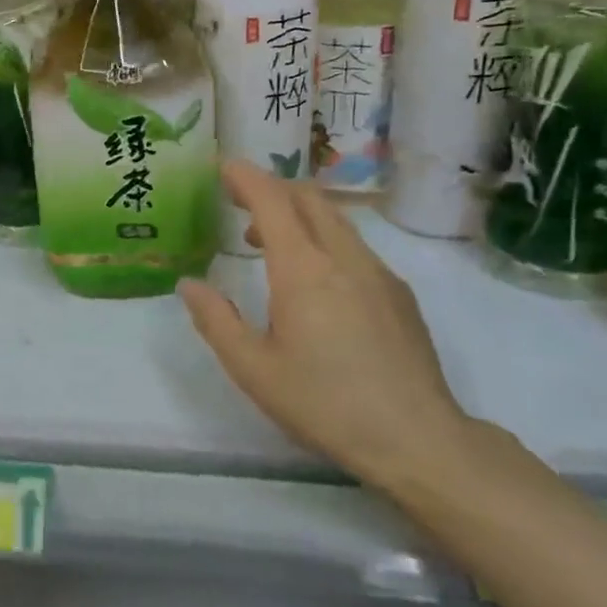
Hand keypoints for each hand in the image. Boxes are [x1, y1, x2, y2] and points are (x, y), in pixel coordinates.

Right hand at [178, 161, 469, 487]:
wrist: (417, 439)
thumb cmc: (324, 403)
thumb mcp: (253, 368)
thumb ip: (216, 320)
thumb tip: (189, 284)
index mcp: (303, 270)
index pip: (272, 200)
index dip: (246, 177)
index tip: (223, 167)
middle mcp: (343, 258)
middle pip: (308, 198)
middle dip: (272, 187)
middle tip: (239, 200)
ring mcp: (378, 273)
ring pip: (335, 219)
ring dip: (298, 213)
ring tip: (268, 239)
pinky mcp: (399, 294)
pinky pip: (355, 245)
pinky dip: (324, 237)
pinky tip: (314, 278)